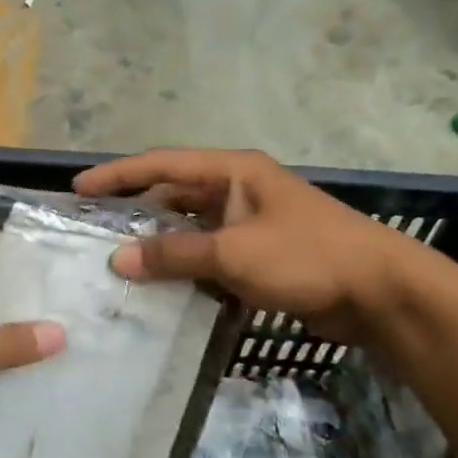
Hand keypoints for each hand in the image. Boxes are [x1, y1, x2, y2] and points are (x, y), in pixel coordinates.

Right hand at [73, 148, 423, 340]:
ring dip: (157, 245)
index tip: (78, 190)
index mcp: (232, 172)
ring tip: (115, 263)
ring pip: (188, 230)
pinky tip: (157, 288)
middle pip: (172, 195)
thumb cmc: (307, 257)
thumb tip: (118, 260)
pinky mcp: (256, 256)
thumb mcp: (234, 252)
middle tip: (91, 232)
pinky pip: (206, 256)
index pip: (162, 165)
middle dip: (133, 212)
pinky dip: (182, 269)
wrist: (379, 292)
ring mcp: (247, 224)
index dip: (118, 175)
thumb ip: (174, 254)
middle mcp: (236, 191)